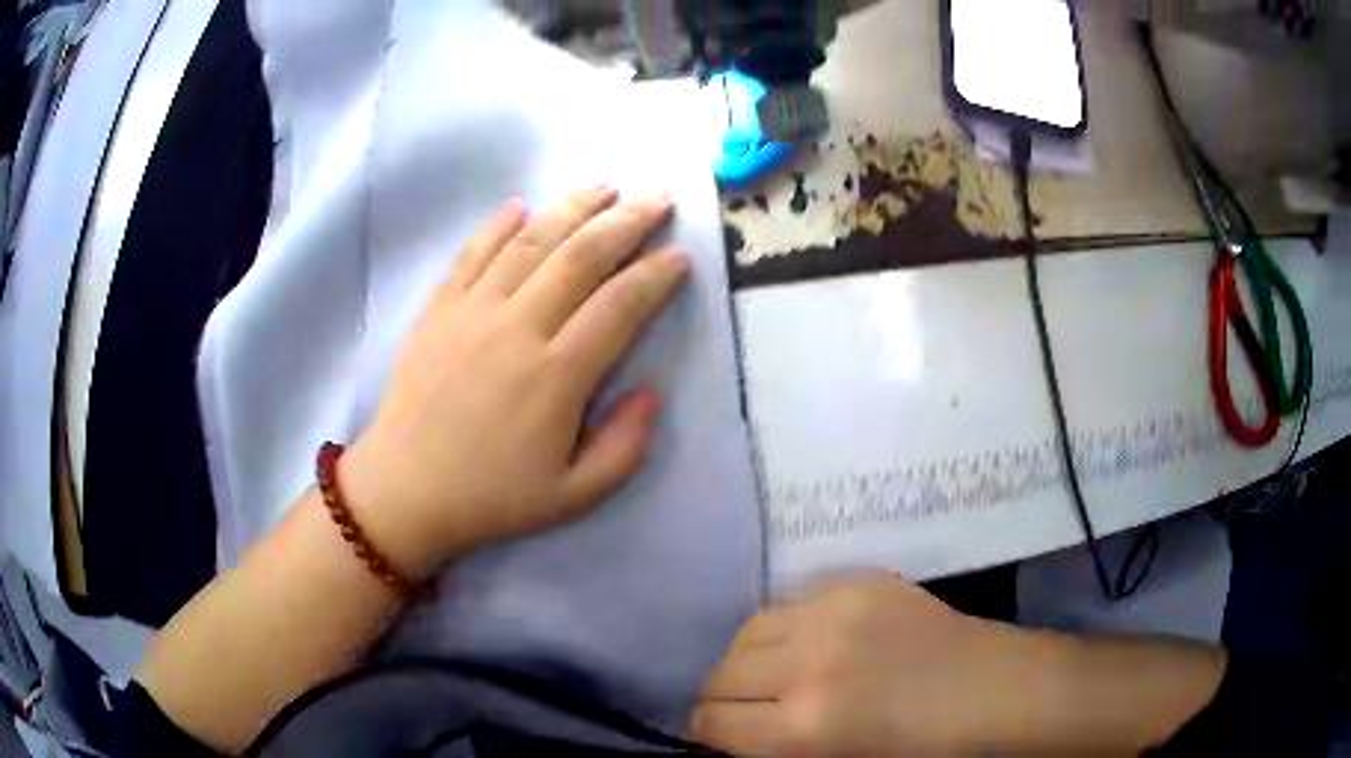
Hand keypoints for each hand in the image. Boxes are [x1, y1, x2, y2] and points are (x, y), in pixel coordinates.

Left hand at [339, 185, 688, 579]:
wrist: (405, 490)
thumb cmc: (491, 496)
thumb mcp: (573, 496)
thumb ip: (624, 447)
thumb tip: (651, 393)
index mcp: (557, 376)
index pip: (619, 306)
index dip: (655, 276)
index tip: (680, 256)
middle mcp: (518, 328)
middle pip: (581, 256)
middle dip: (627, 221)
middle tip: (658, 198)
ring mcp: (472, 311)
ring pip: (531, 241)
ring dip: (573, 207)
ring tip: (605, 186)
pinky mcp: (439, 309)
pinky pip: (472, 253)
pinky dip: (498, 224)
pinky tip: (521, 204)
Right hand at [689, 572, 1055, 756]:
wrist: (998, 691)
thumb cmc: (926, 751)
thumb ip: (775, 755)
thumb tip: (727, 739)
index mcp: (807, 726)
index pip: (713, 723)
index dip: (704, 735)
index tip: (712, 738)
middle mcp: (811, 663)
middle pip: (722, 674)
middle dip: (719, 699)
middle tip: (736, 711)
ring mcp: (837, 611)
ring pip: (748, 629)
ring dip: (744, 659)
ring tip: (765, 674)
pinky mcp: (861, 581)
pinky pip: (793, 601)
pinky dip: (785, 628)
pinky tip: (806, 644)